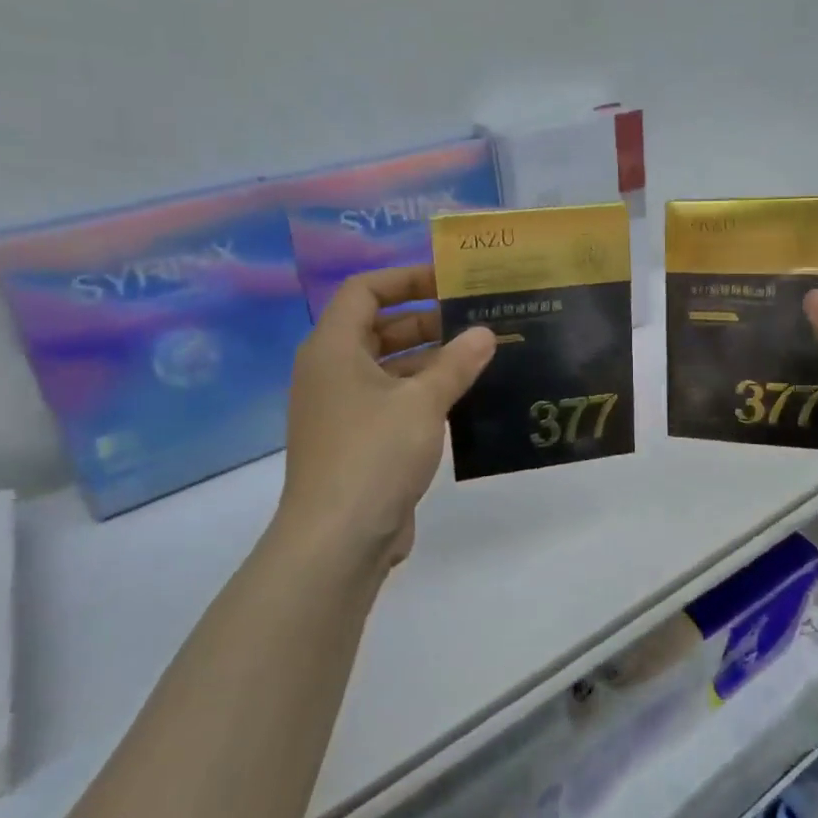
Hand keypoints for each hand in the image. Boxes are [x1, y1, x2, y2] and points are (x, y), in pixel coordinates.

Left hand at [276, 267, 494, 574]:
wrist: (338, 539)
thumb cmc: (374, 454)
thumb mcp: (422, 402)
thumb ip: (456, 363)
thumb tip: (485, 332)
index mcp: (333, 348)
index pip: (364, 290)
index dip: (406, 278)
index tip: (450, 281)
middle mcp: (331, 372)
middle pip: (378, 327)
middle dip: (426, 319)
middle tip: (476, 320)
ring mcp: (343, 409)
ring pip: (388, 367)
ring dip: (430, 359)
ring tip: (481, 356)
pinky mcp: (358, 441)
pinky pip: (392, 401)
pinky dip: (423, 393)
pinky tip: (464, 398)